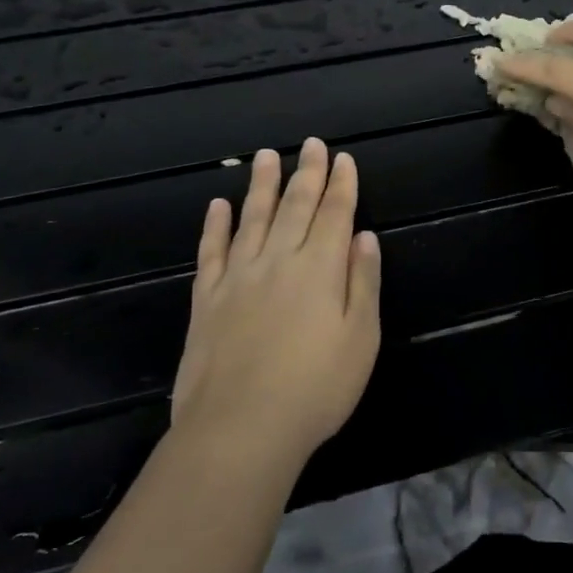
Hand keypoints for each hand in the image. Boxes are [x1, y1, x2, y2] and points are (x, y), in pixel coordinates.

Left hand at [173, 138, 381, 463]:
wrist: (240, 428)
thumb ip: (364, 283)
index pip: (335, 213)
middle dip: (306, 173)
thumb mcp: (362, 338)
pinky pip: (212, 252)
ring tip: (266, 156)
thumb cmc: (316, 388)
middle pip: (295, 206)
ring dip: (261, 185)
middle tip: (311, 143)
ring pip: (252, 218)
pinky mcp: (207, 300)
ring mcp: (238, 277)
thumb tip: (365, 237)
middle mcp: (279, 261)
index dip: (342, 184)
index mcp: (320, 268)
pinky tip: (218, 206)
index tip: (343, 158)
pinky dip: (215, 226)